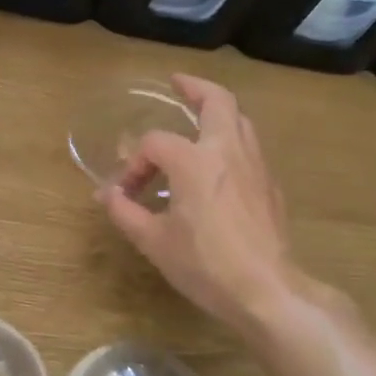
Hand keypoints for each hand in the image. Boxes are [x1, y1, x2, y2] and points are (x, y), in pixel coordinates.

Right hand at [97, 75, 332, 339]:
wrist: (268, 291)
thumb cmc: (206, 264)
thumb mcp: (154, 241)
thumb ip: (126, 212)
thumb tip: (106, 195)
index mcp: (194, 161)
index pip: (154, 144)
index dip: (133, 164)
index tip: (124, 193)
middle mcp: (227, 151)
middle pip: (217, 100)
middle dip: (195, 87)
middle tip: (177, 84)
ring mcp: (255, 165)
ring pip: (240, 120)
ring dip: (217, 112)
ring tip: (198, 119)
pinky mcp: (270, 185)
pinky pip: (249, 146)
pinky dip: (230, 139)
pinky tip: (218, 163)